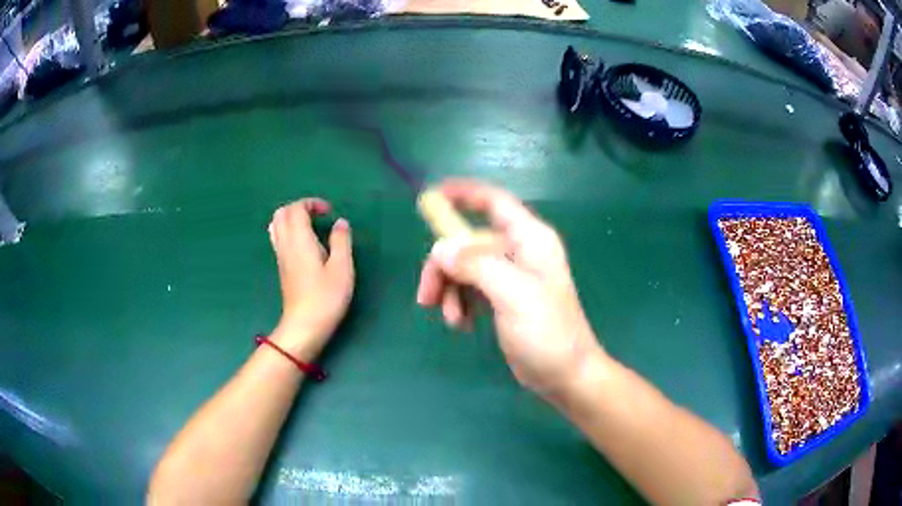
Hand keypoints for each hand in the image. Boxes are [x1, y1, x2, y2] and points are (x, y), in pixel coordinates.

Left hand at [268, 198, 353, 360]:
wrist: (304, 325)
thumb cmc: (326, 297)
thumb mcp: (342, 268)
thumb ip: (341, 241)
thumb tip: (340, 222)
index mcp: (300, 239)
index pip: (297, 209)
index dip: (312, 203)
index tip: (329, 212)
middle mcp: (286, 244)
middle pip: (281, 213)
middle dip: (299, 207)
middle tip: (318, 216)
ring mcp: (281, 256)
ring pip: (276, 225)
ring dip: (291, 219)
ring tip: (310, 226)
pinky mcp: (281, 268)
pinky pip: (278, 238)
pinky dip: (288, 231)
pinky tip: (304, 243)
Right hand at [416, 179, 603, 396]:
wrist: (565, 375)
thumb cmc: (547, 333)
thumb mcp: (514, 295)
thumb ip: (477, 266)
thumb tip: (440, 248)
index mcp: (530, 239)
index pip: (493, 202)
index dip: (462, 194)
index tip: (429, 198)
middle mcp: (519, 250)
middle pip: (468, 241)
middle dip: (444, 265)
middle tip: (426, 297)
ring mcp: (511, 275)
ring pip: (465, 266)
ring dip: (450, 289)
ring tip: (452, 319)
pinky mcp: (503, 298)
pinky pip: (470, 288)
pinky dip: (459, 302)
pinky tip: (462, 324)